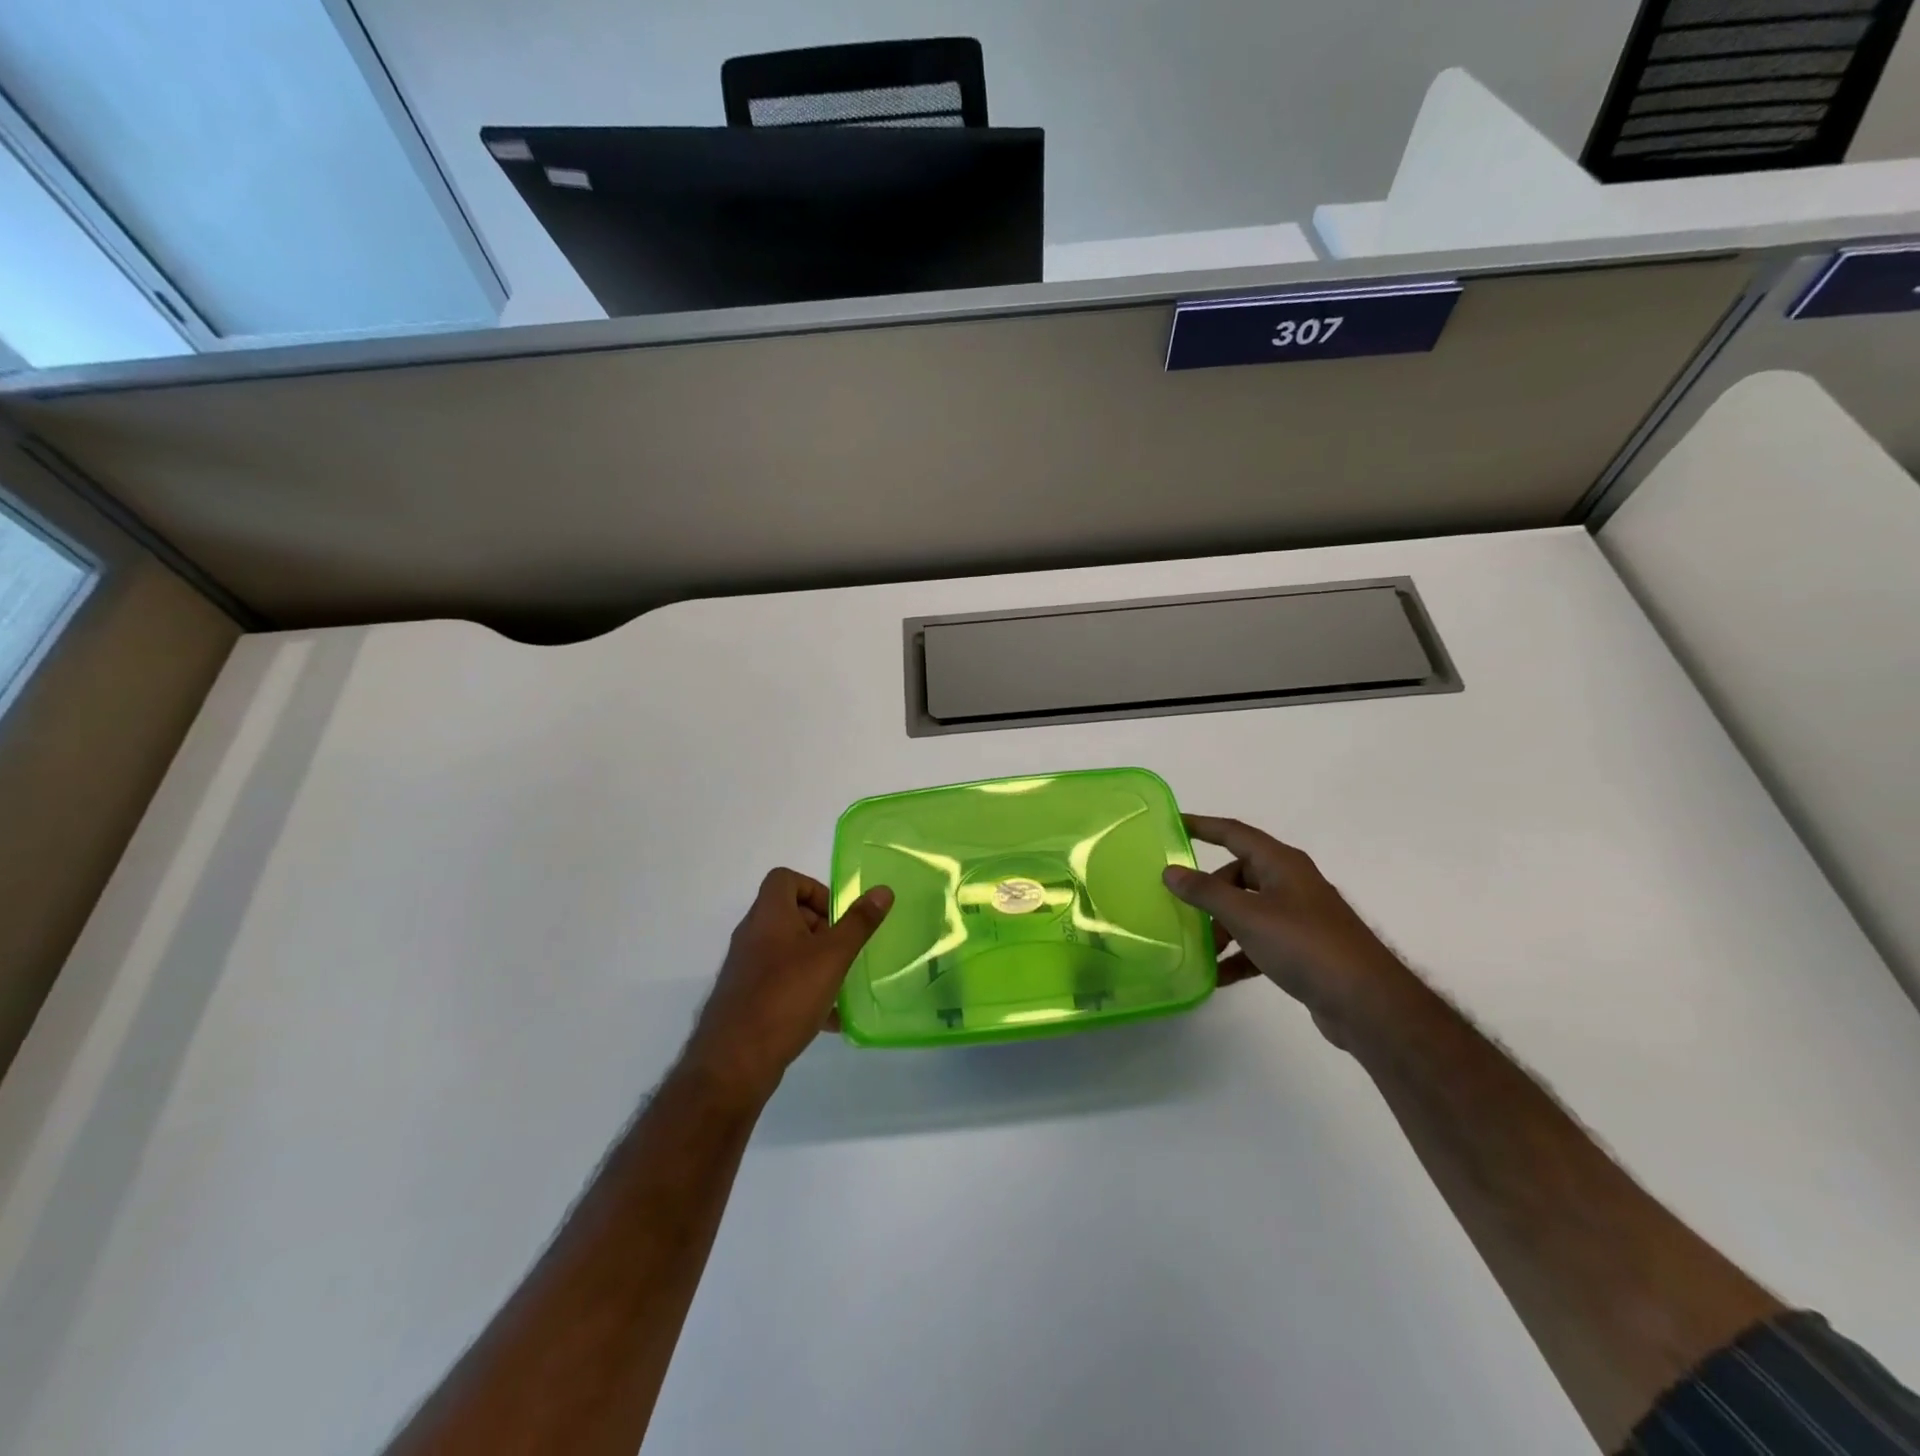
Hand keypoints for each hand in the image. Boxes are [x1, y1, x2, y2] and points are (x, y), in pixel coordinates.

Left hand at [681, 869, 892, 1103]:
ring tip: (840, 983)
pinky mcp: (746, 998)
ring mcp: (746, 968)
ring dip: (816, 960)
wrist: (735, 1062)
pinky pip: (780, 982)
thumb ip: (858, 923)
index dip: (814, 889)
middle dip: (821, 928)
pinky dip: (804, 989)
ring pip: (786, 951)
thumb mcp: (832, 956)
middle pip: (788, 914)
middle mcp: (752, 935)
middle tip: (843, 950)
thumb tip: (882, 891)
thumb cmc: (786, 997)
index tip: (837, 917)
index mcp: (768, 915)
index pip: (785, 879)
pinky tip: (828, 1018)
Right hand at [1164, 815, 1412, 1047]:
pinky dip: (1239, 955)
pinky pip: (1260, 942)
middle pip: (1238, 876)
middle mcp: (1290, 883)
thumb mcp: (1247, 916)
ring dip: (1222, 928)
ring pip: (1247, 910)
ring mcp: (1299, 916)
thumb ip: (1206, 892)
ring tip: (1200, 951)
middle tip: (1182, 911)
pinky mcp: (1303, 948)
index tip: (1172, 824)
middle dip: (1208, 893)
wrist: (1366, 1002)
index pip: (1234, 833)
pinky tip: (1218, 976)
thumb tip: (1170, 870)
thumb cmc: (1305, 945)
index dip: (1202, 826)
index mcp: (1281, 863)